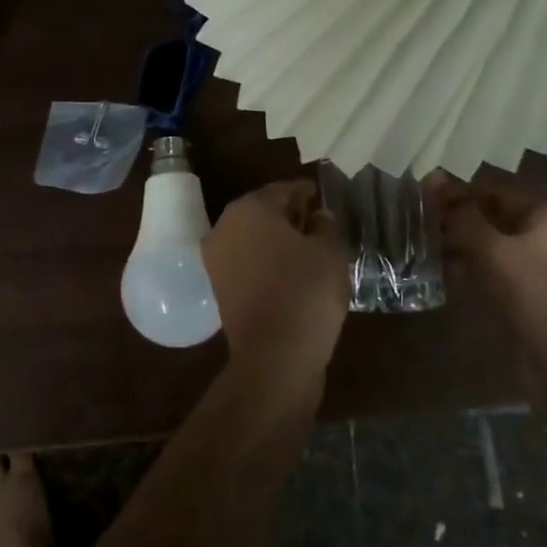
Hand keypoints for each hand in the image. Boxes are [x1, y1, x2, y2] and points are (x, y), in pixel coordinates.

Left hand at [202, 181, 348, 389]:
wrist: (275, 356)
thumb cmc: (305, 291)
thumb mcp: (329, 251)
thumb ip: (325, 225)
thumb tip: (318, 216)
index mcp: (249, 208)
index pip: (283, 190)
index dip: (306, 192)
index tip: (322, 196)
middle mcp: (224, 227)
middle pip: (263, 212)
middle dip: (290, 215)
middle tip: (318, 220)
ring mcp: (216, 258)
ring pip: (253, 237)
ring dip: (277, 239)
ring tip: (309, 247)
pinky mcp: (219, 287)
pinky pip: (247, 262)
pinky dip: (267, 261)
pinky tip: (292, 271)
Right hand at [432, 172, 546, 426]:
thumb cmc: (532, 297)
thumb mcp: (491, 250)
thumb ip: (461, 214)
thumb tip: (434, 177)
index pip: (496, 192)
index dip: (459, 193)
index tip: (424, 197)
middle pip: (496, 218)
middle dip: (460, 221)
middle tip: (422, 225)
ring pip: (496, 247)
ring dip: (463, 247)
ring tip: (429, 250)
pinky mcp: (538, 297)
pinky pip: (502, 272)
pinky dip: (476, 270)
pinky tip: (449, 276)